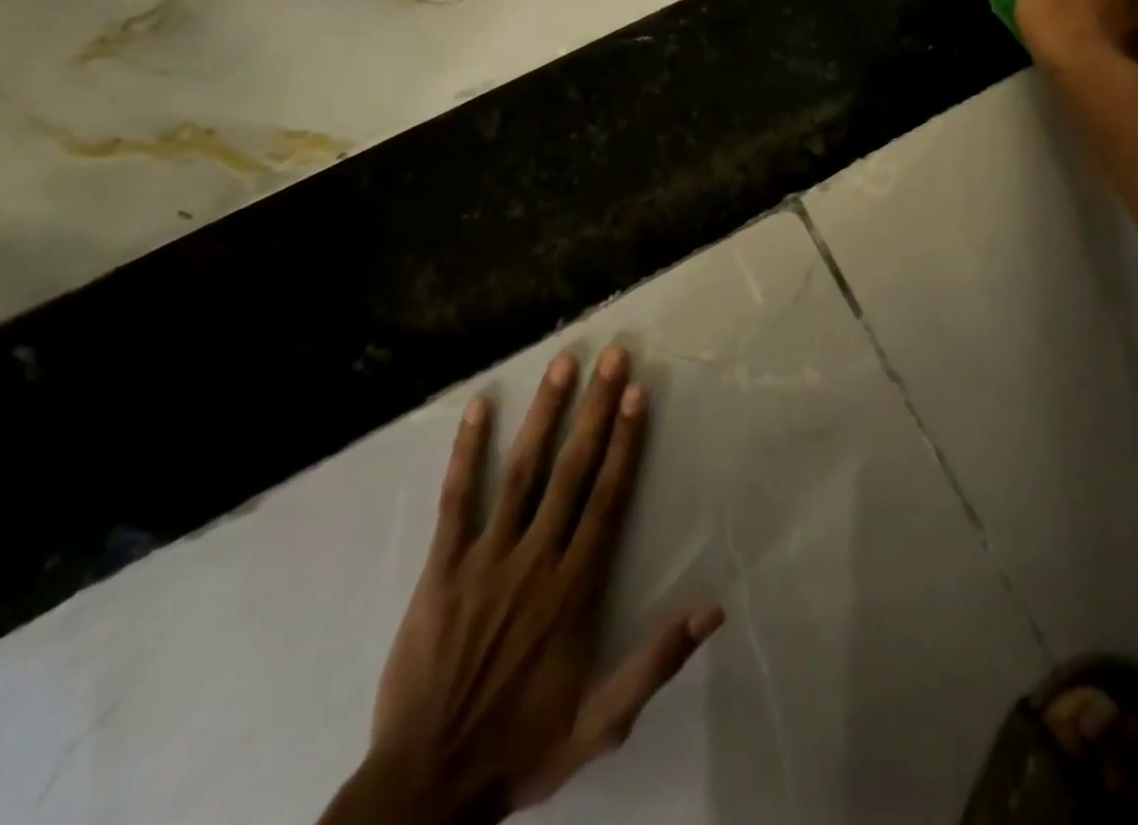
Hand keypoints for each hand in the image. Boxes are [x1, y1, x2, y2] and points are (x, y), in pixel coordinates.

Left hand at [329, 347, 724, 824]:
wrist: (425, 785)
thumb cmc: (520, 745)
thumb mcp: (601, 722)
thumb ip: (655, 662)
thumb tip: (712, 610)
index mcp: (575, 587)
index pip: (608, 496)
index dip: (626, 441)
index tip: (638, 394)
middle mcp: (536, 557)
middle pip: (573, 468)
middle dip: (595, 408)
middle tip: (611, 356)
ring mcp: (486, 557)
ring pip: (521, 470)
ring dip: (544, 413)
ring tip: (562, 364)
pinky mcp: (441, 566)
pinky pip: (456, 499)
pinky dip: (466, 452)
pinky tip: (478, 408)